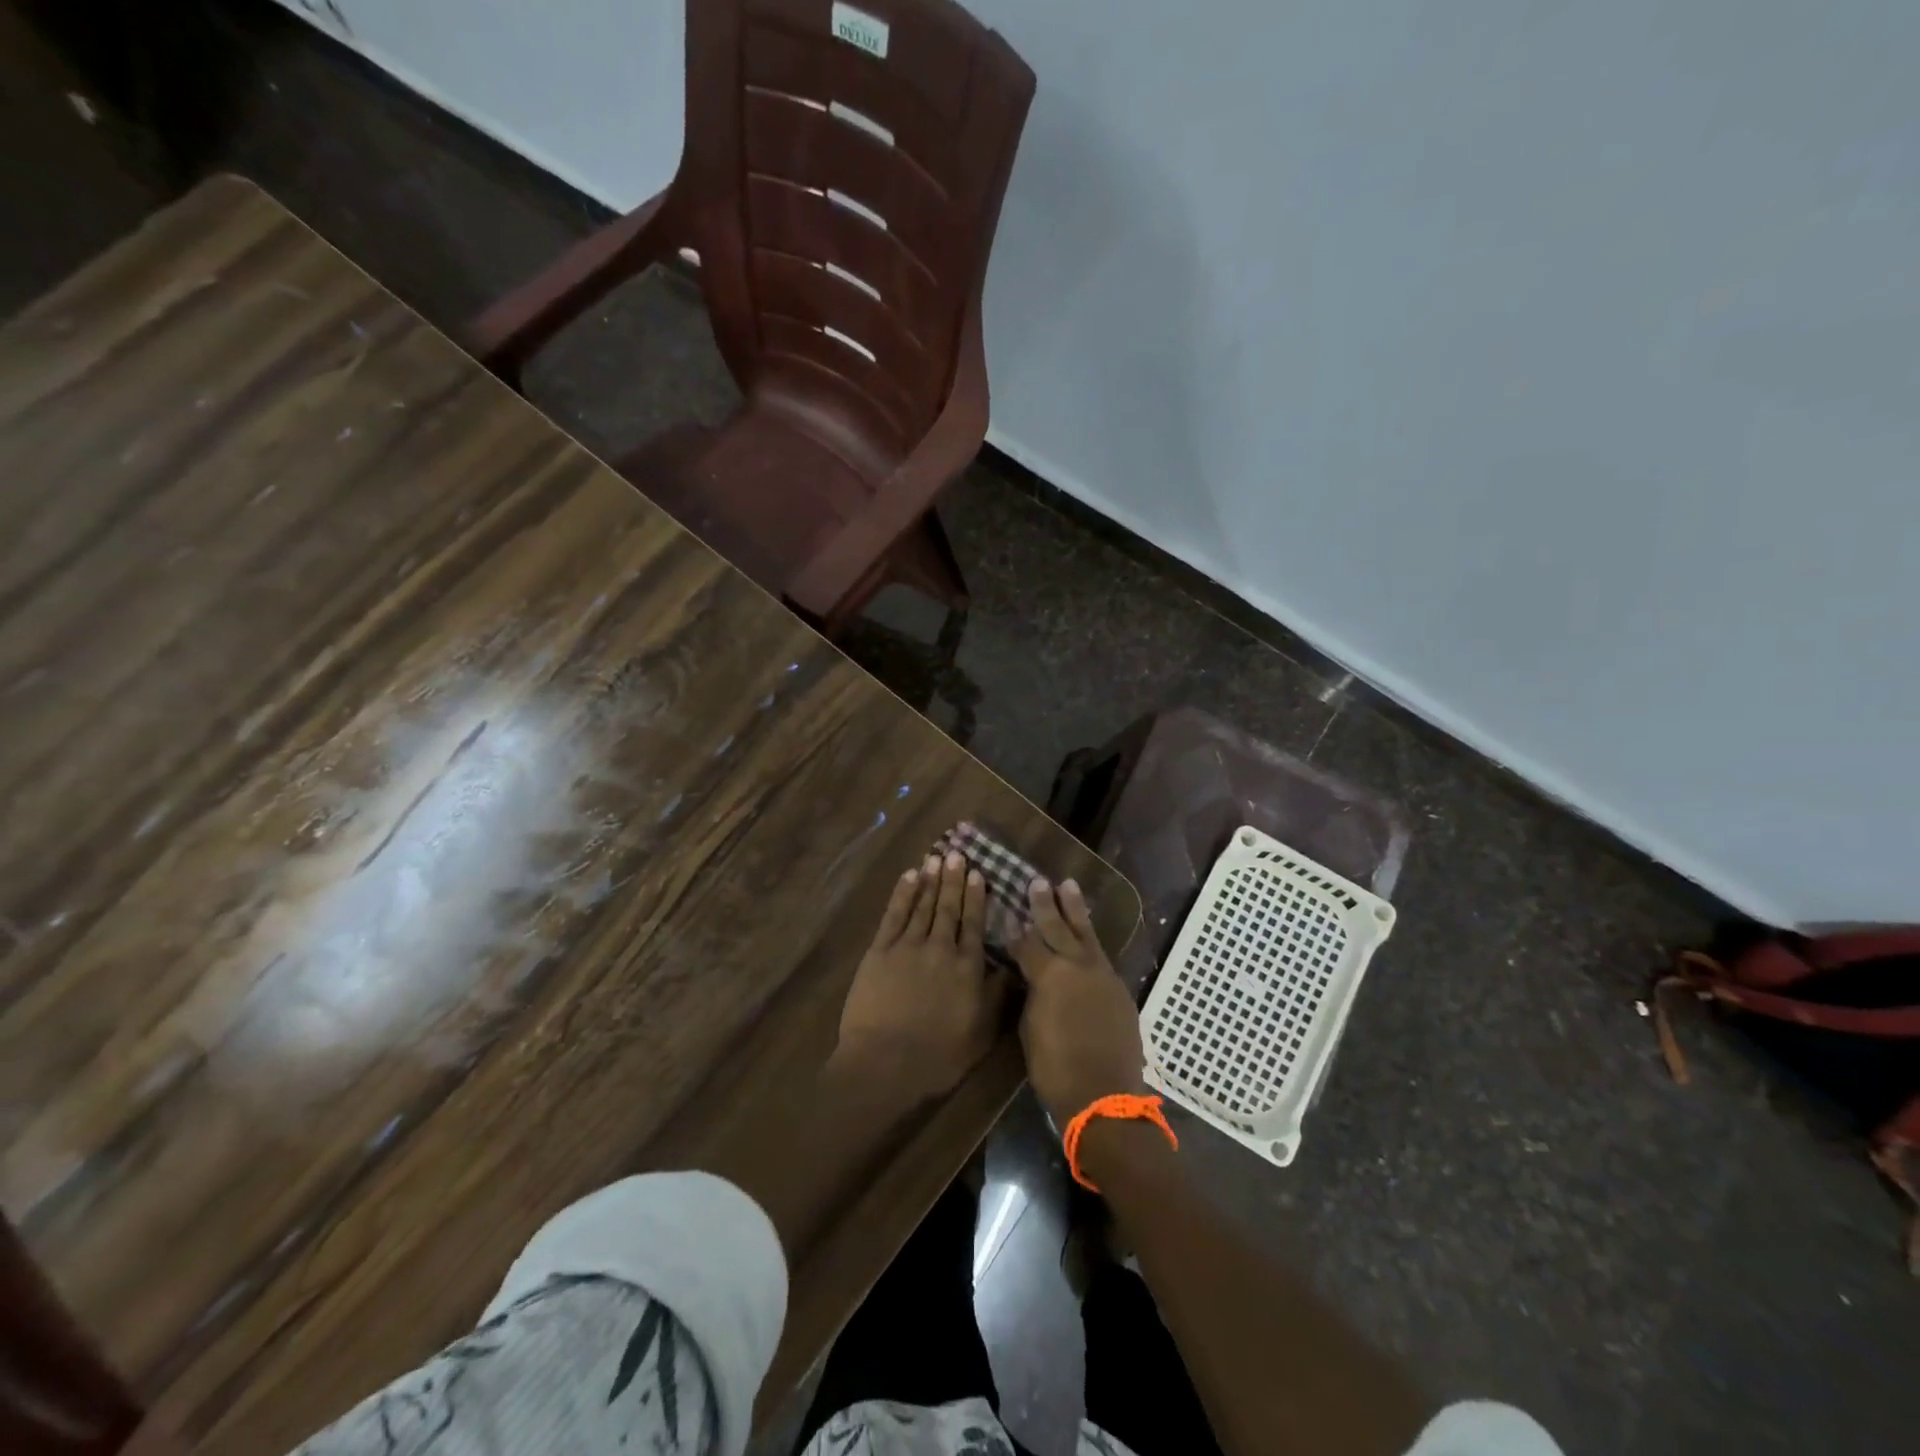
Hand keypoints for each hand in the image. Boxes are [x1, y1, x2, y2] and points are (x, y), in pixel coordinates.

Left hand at [832, 851, 1010, 1106]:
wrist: (885, 1064)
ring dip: (930, 881)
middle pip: (949, 908)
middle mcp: (940, 948)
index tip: (979, 874)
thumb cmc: (938, 1056)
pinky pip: (893, 915)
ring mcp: (907, 947)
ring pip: (922, 905)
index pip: (974, 924)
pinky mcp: (879, 952)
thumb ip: (996, 997)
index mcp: (967, 967)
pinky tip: (908, 877)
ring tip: (936, 858)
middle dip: (953, 880)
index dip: (976, 898)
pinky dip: (902, 894)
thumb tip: (1011, 968)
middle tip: (957, 854)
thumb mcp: (981, 1033)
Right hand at [1012, 878, 1146, 1128]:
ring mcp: (1102, 975)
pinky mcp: (1118, 988)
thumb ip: (1032, 993)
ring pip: (1085, 934)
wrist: (1104, 1096)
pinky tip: (1086, 932)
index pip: (1029, 943)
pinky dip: (1090, 939)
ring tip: (1068, 885)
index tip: (1009, 912)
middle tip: (1037, 882)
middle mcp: (1077, 966)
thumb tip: (1032, 974)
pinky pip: (1100, 955)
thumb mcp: (1030, 1028)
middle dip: (1045, 904)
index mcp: (1050, 975)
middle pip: (1058, 928)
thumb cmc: (1056, 1068)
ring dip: (1075, 909)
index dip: (1017, 930)